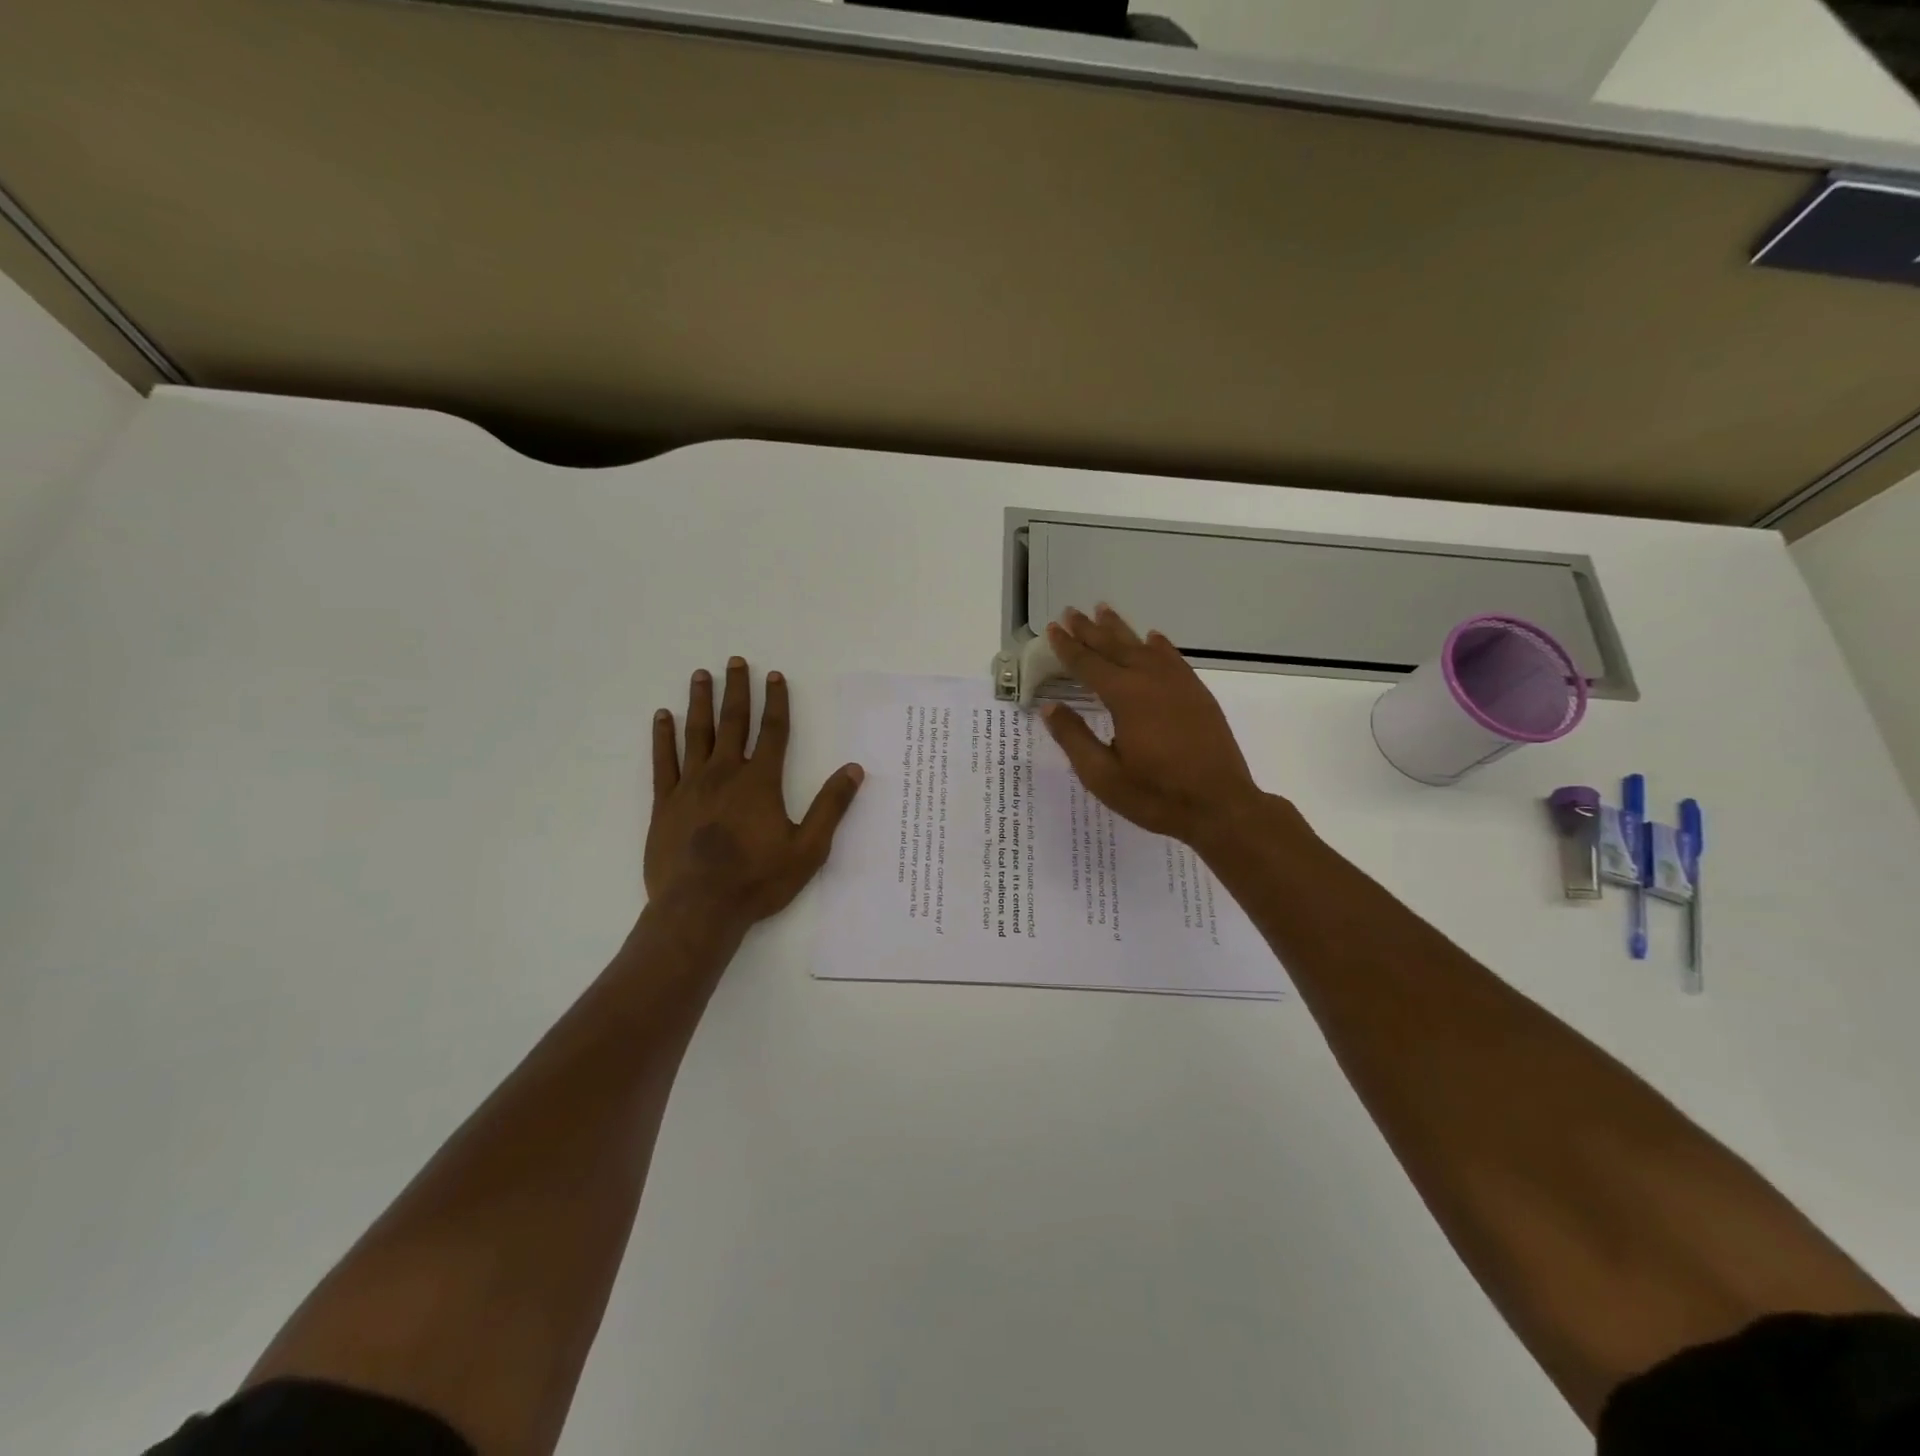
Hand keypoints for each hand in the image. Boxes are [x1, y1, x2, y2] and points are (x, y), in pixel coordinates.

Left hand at [646, 658, 863, 926]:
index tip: (775, 676)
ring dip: (700, 702)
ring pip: (696, 733)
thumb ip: (831, 807)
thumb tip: (854, 770)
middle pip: (732, 722)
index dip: (776, 702)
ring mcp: (691, 786)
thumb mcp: (808, 848)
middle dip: (737, 690)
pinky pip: (663, 761)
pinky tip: (662, 717)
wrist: (699, 909)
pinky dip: (663, 737)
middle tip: (735, 662)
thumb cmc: (758, 880)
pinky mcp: (665, 803)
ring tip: (701, 675)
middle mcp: (725, 773)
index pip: (772, 731)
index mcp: (760, 781)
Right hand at [1040, 606, 1276, 846]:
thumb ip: (1075, 738)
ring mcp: (1179, 685)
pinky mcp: (1198, 696)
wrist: (1221, 807)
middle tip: (1071, 611)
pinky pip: (1174, 659)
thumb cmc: (1156, 796)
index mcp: (1125, 698)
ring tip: (1103, 609)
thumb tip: (1050, 708)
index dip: (1068, 647)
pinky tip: (1152, 638)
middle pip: (1115, 647)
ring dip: (1121, 629)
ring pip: (1144, 647)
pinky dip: (1159, 646)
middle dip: (1090, 630)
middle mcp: (1152, 681)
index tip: (1053, 628)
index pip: (1089, 665)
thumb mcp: (1103, 776)